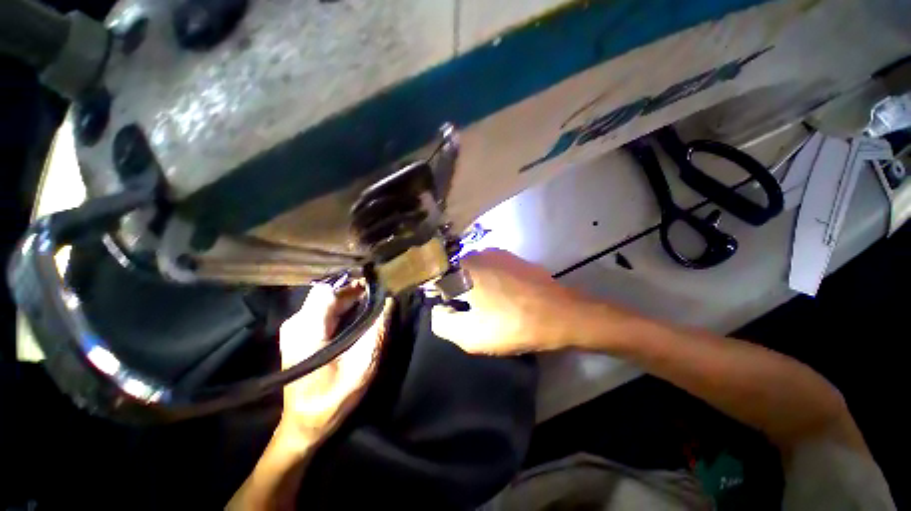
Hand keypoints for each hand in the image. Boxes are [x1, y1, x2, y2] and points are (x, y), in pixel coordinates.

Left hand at [277, 283, 393, 445]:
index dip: (354, 285)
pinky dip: (340, 307)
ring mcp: (294, 327)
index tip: (376, 287)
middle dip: (353, 291)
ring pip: (324, 299)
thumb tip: (389, 302)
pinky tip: (355, 315)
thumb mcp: (362, 365)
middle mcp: (296, 323)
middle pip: (326, 293)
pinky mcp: (297, 332)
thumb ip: (376, 331)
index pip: (329, 291)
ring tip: (370, 304)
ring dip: (348, 298)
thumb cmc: (333, 397)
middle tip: (377, 296)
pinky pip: (321, 309)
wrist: (304, 422)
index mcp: (308, 329)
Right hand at [430, 249, 582, 354]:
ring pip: (475, 271)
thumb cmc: (512, 324)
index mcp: (464, 268)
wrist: (561, 315)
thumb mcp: (469, 335)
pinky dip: (490, 283)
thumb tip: (439, 309)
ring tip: (489, 307)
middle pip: (456, 274)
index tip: (450, 311)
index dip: (440, 297)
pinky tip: (503, 299)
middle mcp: (478, 253)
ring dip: (475, 287)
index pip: (436, 278)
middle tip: (470, 312)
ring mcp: (499, 254)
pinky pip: (492, 270)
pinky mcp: (514, 259)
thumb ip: (442, 322)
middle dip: (457, 292)